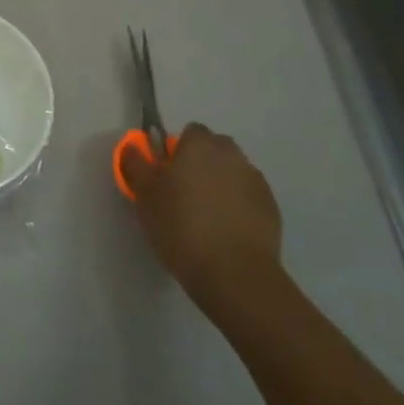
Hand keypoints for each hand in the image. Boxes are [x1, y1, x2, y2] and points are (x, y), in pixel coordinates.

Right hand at [123, 122, 281, 303]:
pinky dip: (237, 206)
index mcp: (200, 145)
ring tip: (205, 217)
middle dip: (201, 165)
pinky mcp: (271, 207)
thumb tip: (133, 147)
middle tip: (183, 195)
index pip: (189, 132)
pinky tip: (225, 232)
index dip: (177, 151)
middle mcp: (232, 155)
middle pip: (214, 150)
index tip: (166, 175)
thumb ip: (136, 165)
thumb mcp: (145, 196)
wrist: (234, 272)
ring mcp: (255, 181)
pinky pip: (247, 197)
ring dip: (220, 185)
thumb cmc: (180, 226)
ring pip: (232, 173)